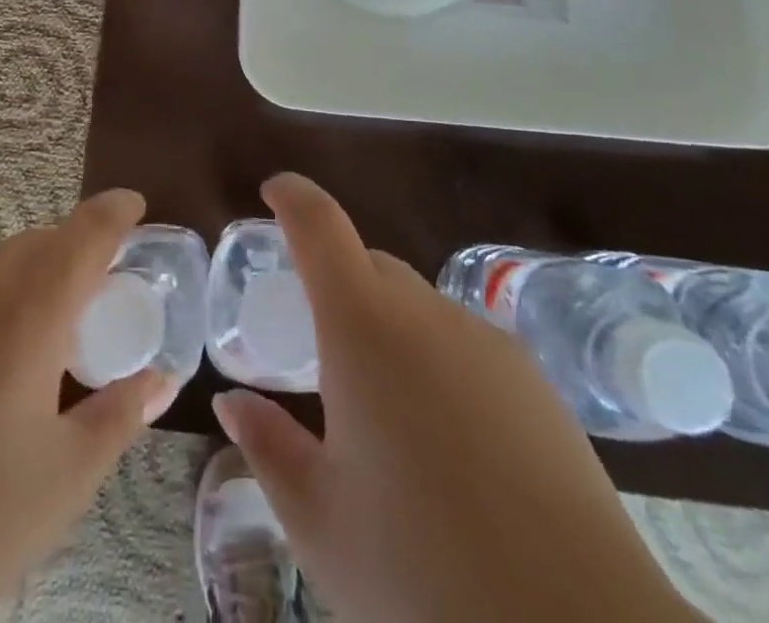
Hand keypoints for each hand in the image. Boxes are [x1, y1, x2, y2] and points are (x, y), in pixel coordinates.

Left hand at [0, 189, 171, 622]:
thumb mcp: (61, 484)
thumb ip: (118, 417)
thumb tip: (161, 378)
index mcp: (22, 318)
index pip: (81, 237)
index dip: (114, 212)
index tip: (135, 204)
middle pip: (35, 245)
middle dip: (73, 251)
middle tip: (99, 295)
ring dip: (28, 282)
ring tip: (42, 346)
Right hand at [213, 175, 704, 622]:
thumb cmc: (424, 575)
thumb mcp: (321, 522)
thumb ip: (268, 447)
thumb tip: (233, 404)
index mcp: (363, 328)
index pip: (320, 226)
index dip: (292, 197)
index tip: (272, 193)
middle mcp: (426, 314)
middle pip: (370, 264)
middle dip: (335, 280)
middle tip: (315, 344)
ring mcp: (488, 342)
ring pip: (418, 304)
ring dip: (386, 326)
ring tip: (381, 409)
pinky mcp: (536, 382)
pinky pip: (463, 342)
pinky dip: (434, 359)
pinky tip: (445, 441)